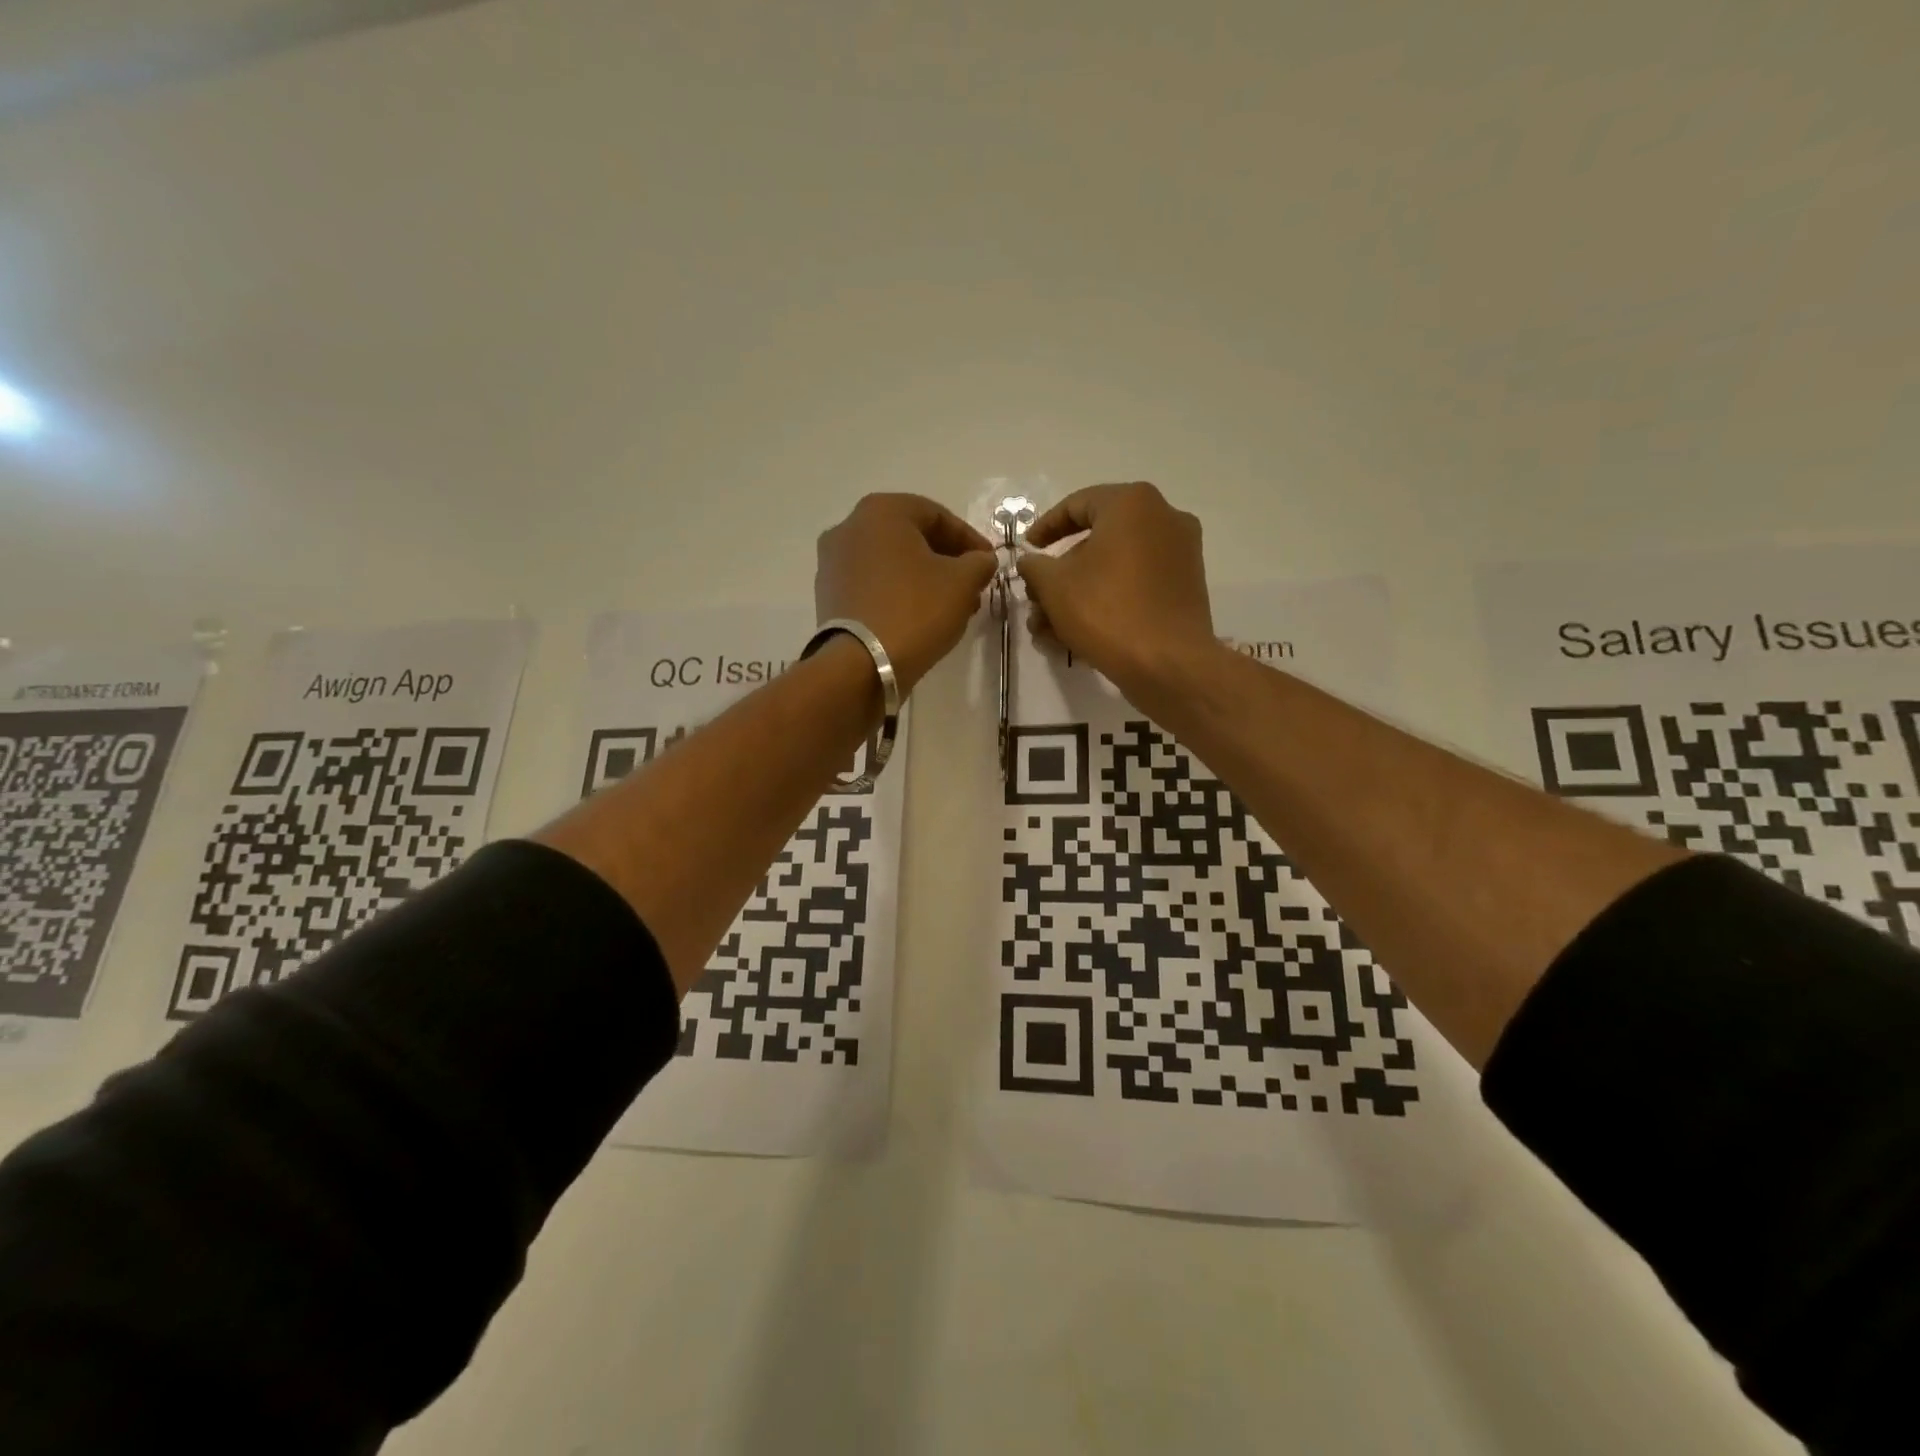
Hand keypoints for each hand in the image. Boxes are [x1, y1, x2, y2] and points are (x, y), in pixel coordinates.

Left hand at [816, 493, 997, 693]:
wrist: (861, 665)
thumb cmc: (915, 610)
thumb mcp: (962, 583)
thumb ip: (979, 563)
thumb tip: (981, 560)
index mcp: (881, 511)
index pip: (937, 515)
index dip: (970, 539)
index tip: (989, 563)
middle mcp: (849, 527)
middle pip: (911, 537)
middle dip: (946, 560)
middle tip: (972, 586)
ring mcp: (832, 562)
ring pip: (891, 562)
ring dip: (923, 578)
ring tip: (949, 606)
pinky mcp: (828, 594)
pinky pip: (872, 584)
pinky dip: (898, 593)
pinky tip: (919, 617)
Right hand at [1017, 482, 1217, 698]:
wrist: (1168, 664)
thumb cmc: (1107, 611)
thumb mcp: (1054, 586)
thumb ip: (1034, 566)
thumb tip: (1031, 563)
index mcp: (1133, 504)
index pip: (1077, 504)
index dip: (1044, 527)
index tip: (1026, 551)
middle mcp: (1164, 519)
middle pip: (1097, 540)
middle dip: (1060, 574)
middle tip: (1035, 598)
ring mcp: (1180, 555)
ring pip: (1114, 568)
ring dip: (1077, 594)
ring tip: (1048, 628)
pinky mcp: (1185, 589)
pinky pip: (1136, 586)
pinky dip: (1106, 602)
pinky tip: (1077, 635)